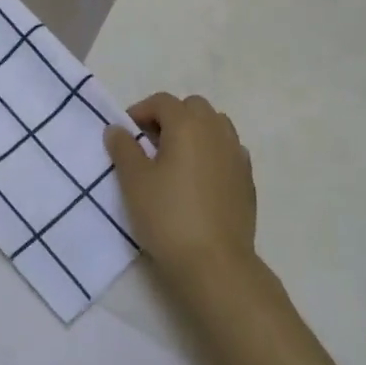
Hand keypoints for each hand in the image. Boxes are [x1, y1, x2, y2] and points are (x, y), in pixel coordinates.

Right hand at [105, 93, 257, 293]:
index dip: (140, 111)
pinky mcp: (247, 179)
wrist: (215, 263)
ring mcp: (237, 155)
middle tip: (150, 144)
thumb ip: (124, 148)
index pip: (162, 102)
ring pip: (215, 126)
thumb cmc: (168, 216)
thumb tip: (118, 129)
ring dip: (194, 132)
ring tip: (175, 159)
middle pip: (193, 107)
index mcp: (187, 125)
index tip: (125, 134)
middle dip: (171, 117)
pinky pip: (228, 151)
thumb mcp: (134, 181)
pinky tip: (198, 179)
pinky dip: (211, 153)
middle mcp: (216, 131)